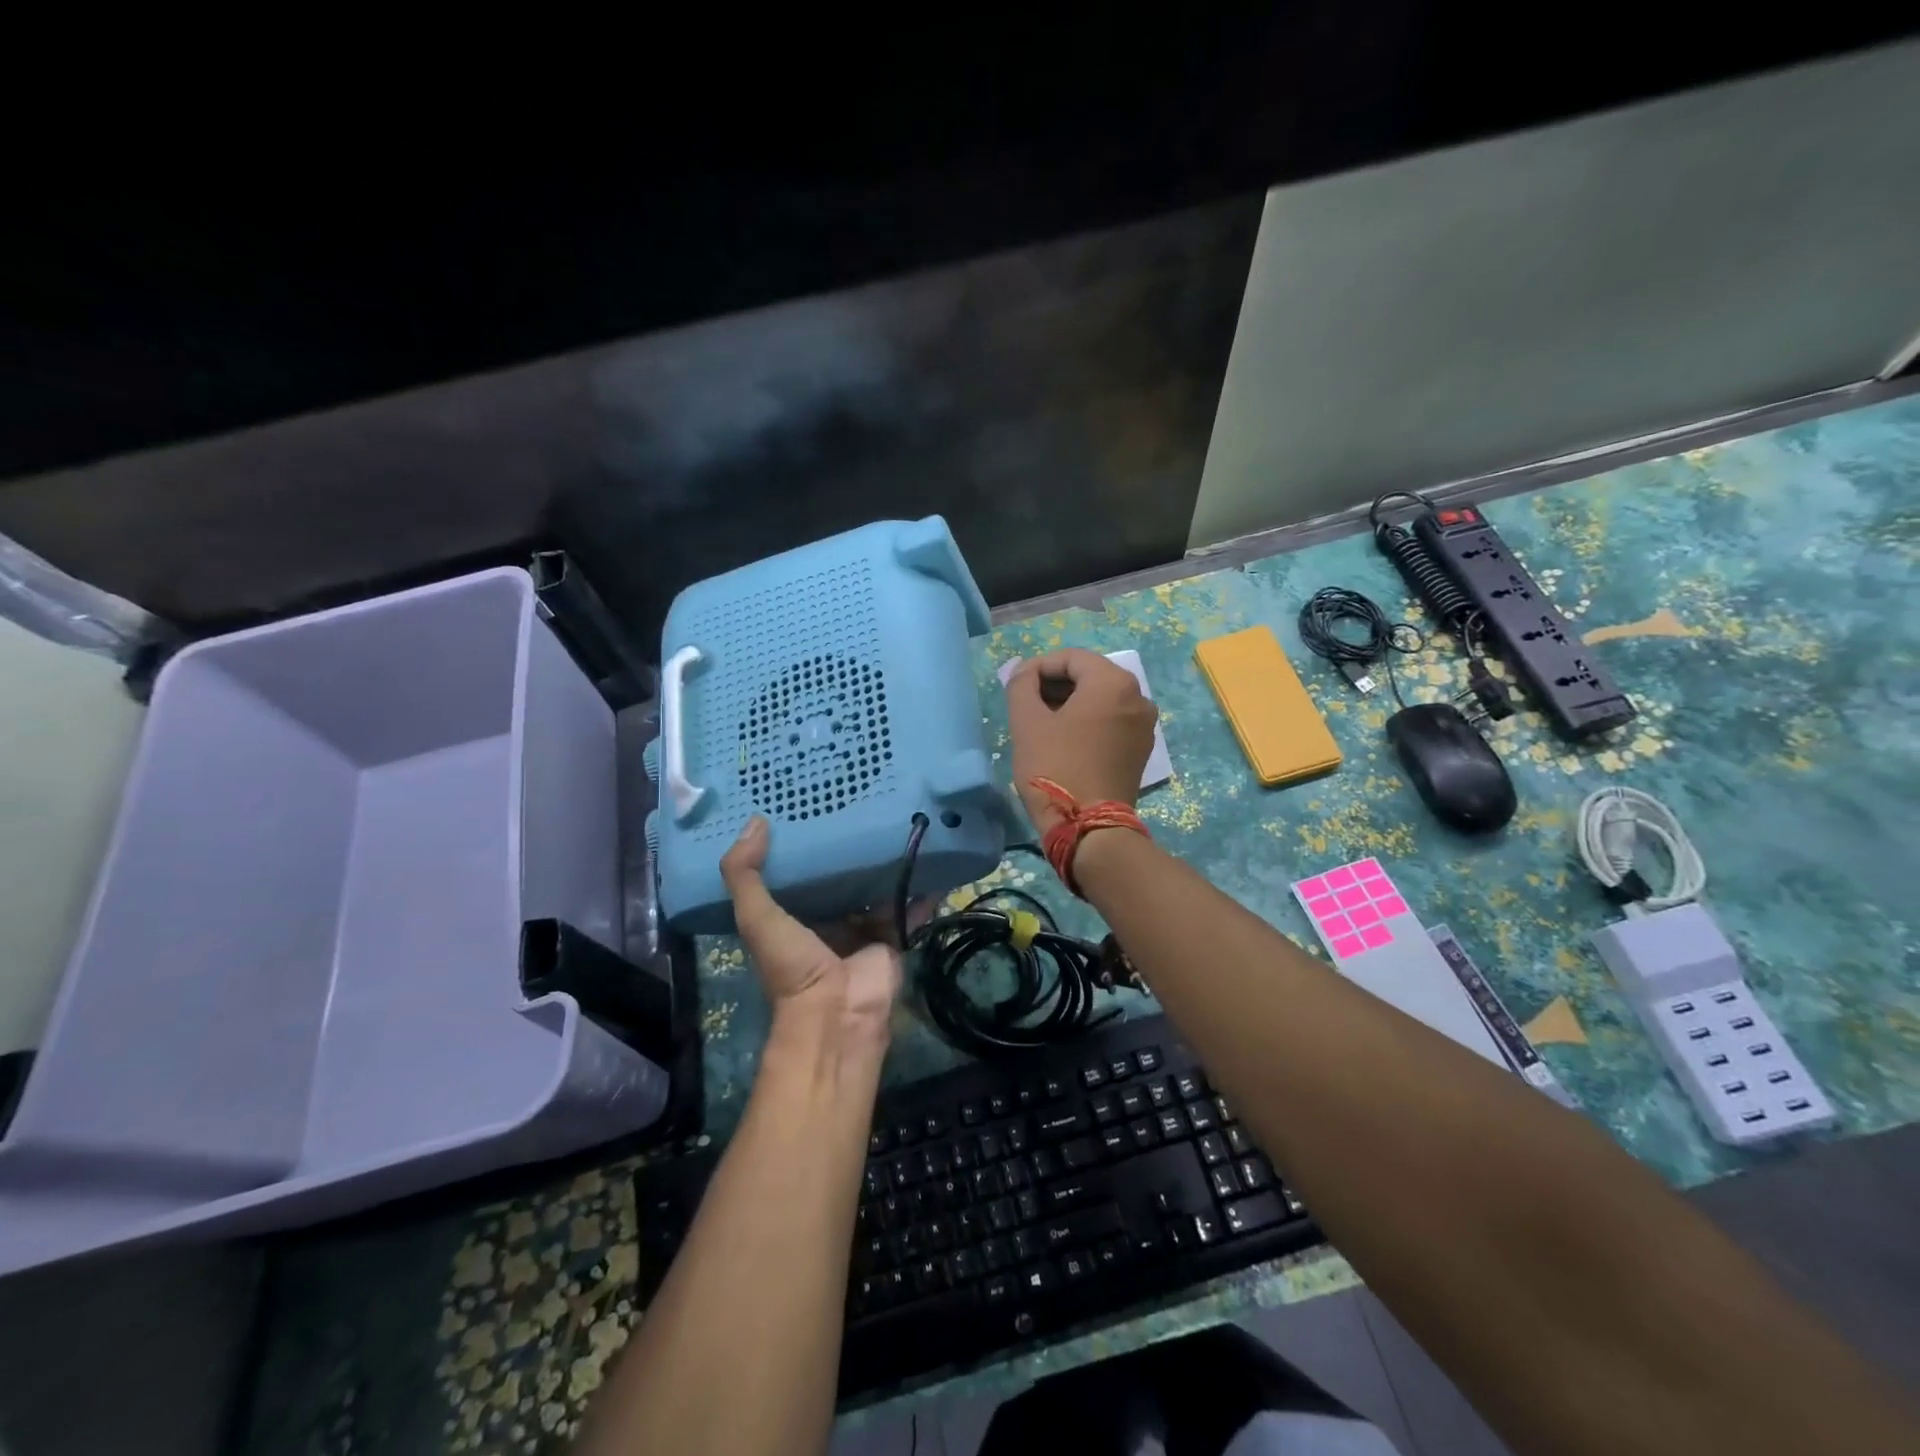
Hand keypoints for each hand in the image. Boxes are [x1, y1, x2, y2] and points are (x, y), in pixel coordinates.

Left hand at [720, 816, 900, 1049]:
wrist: (838, 1013)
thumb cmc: (792, 965)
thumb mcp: (756, 917)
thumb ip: (744, 875)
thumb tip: (755, 820)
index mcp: (793, 917)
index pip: (799, 872)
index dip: (803, 844)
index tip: (812, 805)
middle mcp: (828, 921)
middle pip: (842, 878)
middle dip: (851, 850)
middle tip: (864, 806)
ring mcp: (863, 930)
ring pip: (878, 889)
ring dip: (889, 864)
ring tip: (903, 822)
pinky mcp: (893, 938)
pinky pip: (910, 909)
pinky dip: (923, 890)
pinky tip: (935, 859)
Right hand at [1005, 648, 1156, 830]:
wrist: (1088, 828)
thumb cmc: (1055, 768)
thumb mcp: (1027, 722)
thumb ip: (1021, 685)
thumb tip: (1025, 672)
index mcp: (1113, 682)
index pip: (1070, 658)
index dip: (1038, 667)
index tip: (1016, 686)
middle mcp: (1138, 696)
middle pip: (1089, 675)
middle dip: (1055, 684)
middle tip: (1026, 704)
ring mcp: (1145, 725)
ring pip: (1101, 699)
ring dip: (1070, 703)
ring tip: (1041, 722)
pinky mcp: (1141, 749)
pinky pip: (1112, 721)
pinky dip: (1088, 721)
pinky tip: (1065, 740)